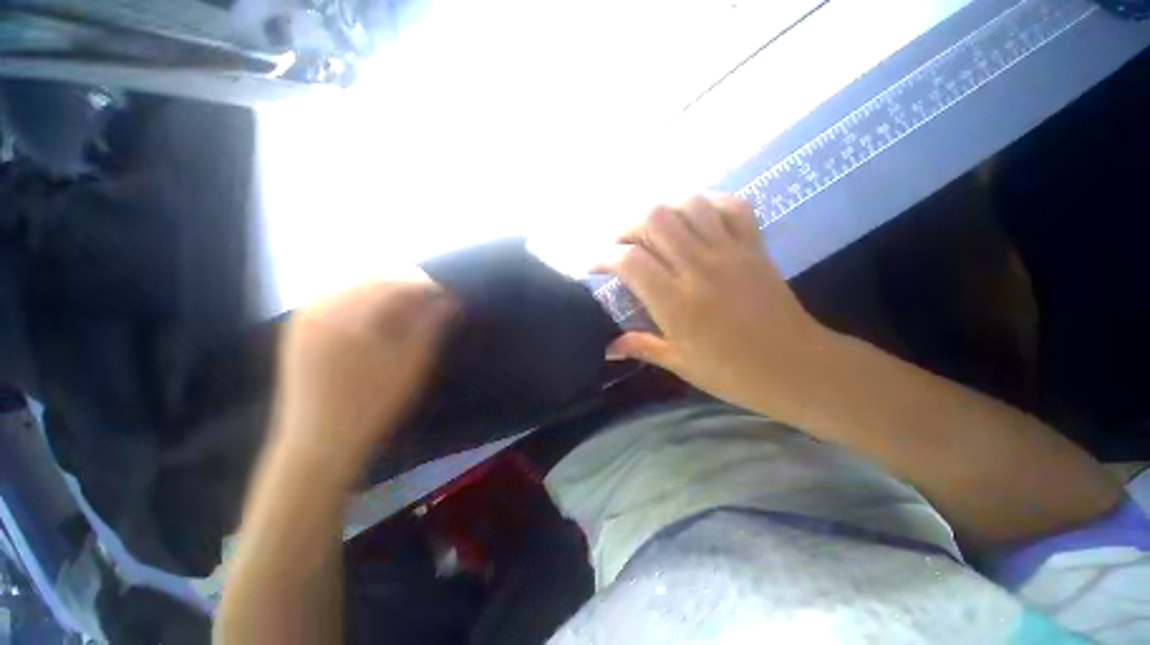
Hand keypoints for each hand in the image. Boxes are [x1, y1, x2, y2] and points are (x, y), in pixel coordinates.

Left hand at [273, 270, 455, 464]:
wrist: (318, 441)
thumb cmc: (372, 405)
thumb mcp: (411, 365)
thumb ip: (431, 326)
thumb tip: (451, 300)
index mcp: (349, 318)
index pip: (394, 283)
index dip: (425, 285)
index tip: (445, 295)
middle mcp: (321, 307)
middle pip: (371, 276)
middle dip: (405, 281)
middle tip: (429, 297)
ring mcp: (305, 314)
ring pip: (352, 281)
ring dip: (384, 286)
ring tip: (407, 303)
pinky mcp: (299, 325)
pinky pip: (334, 294)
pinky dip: (362, 295)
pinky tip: (377, 311)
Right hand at [603, 195, 835, 417]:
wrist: (796, 366)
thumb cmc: (732, 373)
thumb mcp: (680, 364)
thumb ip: (640, 347)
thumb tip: (607, 347)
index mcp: (676, 303)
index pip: (629, 261)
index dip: (603, 257)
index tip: (594, 267)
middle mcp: (699, 268)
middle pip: (654, 219)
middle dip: (627, 226)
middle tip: (621, 244)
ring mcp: (730, 252)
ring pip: (688, 205)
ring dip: (663, 210)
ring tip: (653, 230)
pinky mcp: (754, 246)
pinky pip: (732, 206)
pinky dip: (709, 202)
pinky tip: (696, 217)